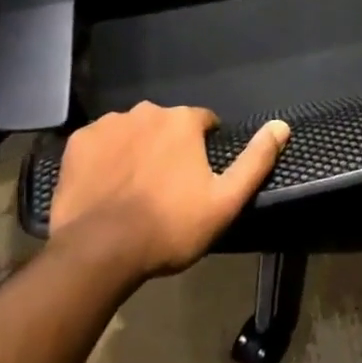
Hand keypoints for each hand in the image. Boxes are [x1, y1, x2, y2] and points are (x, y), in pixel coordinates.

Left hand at [48, 103, 289, 280]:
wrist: (99, 251)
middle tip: (165, 187)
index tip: (197, 177)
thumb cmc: (168, 227)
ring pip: (131, 131)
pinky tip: (104, 186)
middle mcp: (146, 111)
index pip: (202, 122)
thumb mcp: (224, 201)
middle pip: (165, 125)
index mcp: (182, 121)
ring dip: (136, 150)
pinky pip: (99, 143)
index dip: (203, 147)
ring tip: (132, 190)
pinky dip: (104, 158)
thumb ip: (256, 161)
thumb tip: (282, 125)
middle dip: (168, 147)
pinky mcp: (79, 142)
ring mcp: (109, 124)